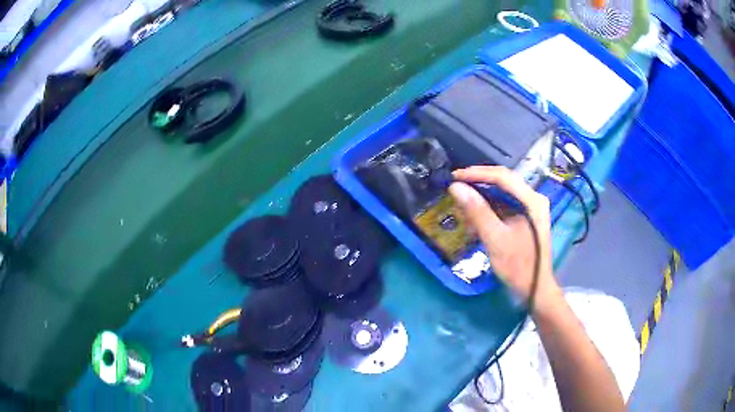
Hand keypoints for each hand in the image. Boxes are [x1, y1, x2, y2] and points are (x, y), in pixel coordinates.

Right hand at [449, 166, 559, 306]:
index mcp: (531, 200)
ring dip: (483, 197)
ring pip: (503, 193)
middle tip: (456, 187)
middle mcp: (534, 199)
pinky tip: (476, 216)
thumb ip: (477, 211)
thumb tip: (456, 187)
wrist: (535, 289)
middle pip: (504, 182)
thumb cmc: (517, 265)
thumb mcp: (495, 238)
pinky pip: (506, 205)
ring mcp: (532, 208)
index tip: (454, 177)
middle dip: (479, 183)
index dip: (477, 173)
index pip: (502, 176)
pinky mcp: (527, 217)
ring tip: (463, 202)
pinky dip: (490, 208)